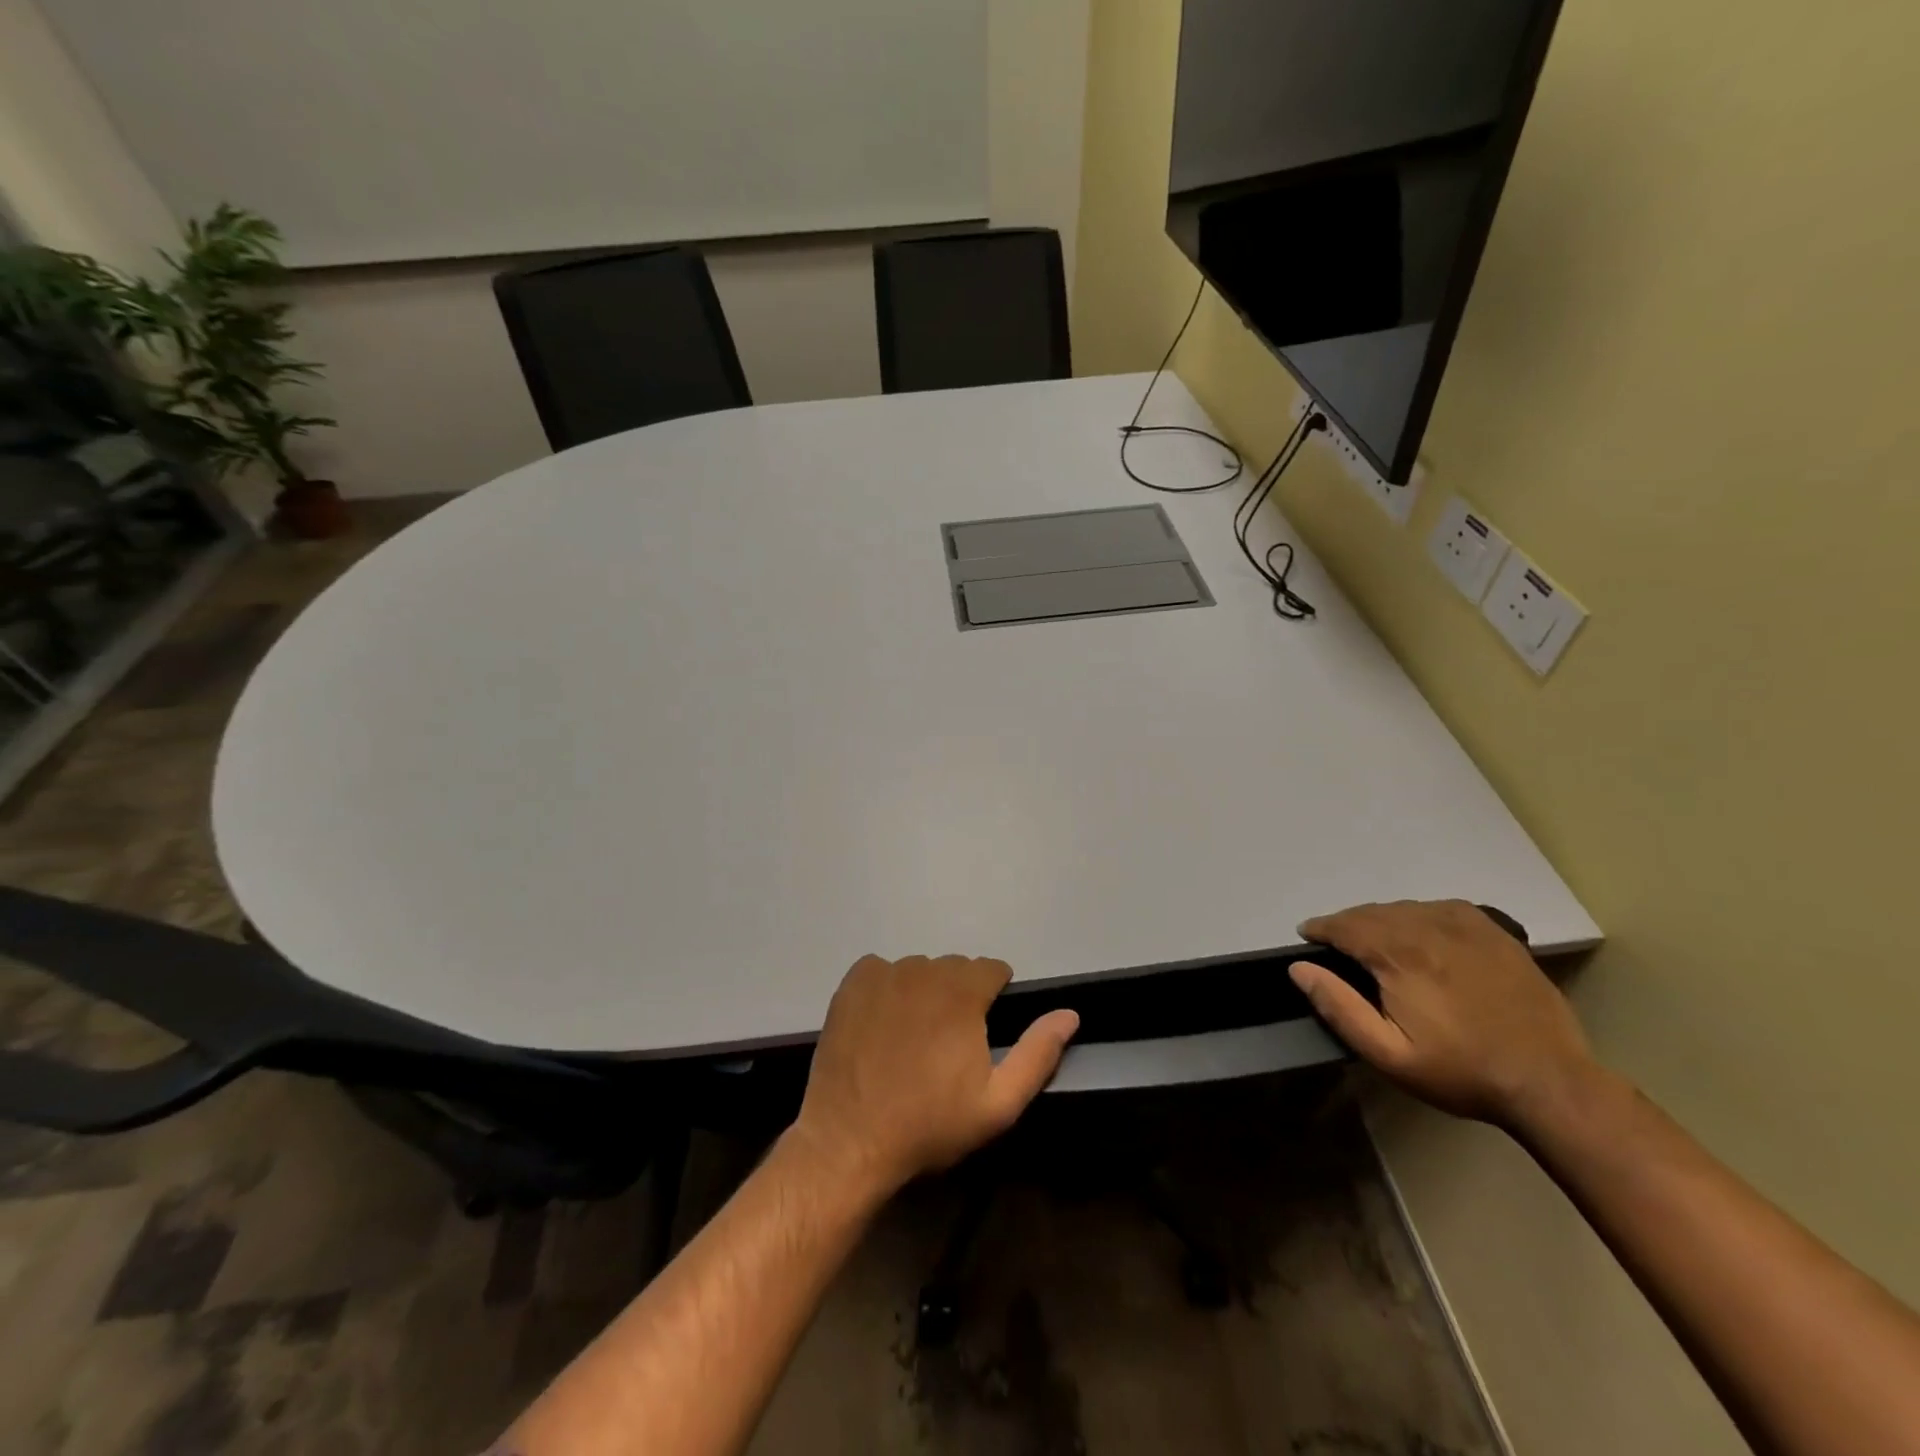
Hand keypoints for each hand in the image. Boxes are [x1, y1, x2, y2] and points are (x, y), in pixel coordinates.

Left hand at [791, 955, 1079, 1195]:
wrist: (850, 1142)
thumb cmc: (929, 1125)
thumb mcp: (998, 1103)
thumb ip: (1038, 1053)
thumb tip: (1069, 1014)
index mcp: (962, 993)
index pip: (992, 969)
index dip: (994, 997)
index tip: (984, 1030)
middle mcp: (924, 971)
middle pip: (955, 968)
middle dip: (960, 994)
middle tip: (949, 1042)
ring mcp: (883, 974)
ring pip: (918, 969)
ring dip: (924, 991)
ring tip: (913, 1037)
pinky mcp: (852, 984)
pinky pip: (880, 970)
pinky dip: (887, 987)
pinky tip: (882, 1024)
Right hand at [1290, 900, 1599, 1129]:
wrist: (1549, 1082)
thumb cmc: (1461, 1071)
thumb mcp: (1388, 1054)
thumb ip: (1339, 1007)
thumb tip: (1299, 968)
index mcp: (1399, 955)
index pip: (1344, 925)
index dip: (1320, 929)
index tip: (1308, 937)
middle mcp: (1428, 927)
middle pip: (1372, 912)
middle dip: (1348, 924)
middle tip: (1338, 945)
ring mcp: (1466, 926)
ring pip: (1405, 907)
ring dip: (1381, 920)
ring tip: (1375, 942)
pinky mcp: (1494, 932)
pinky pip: (1440, 908)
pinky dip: (1419, 915)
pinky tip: (1420, 934)